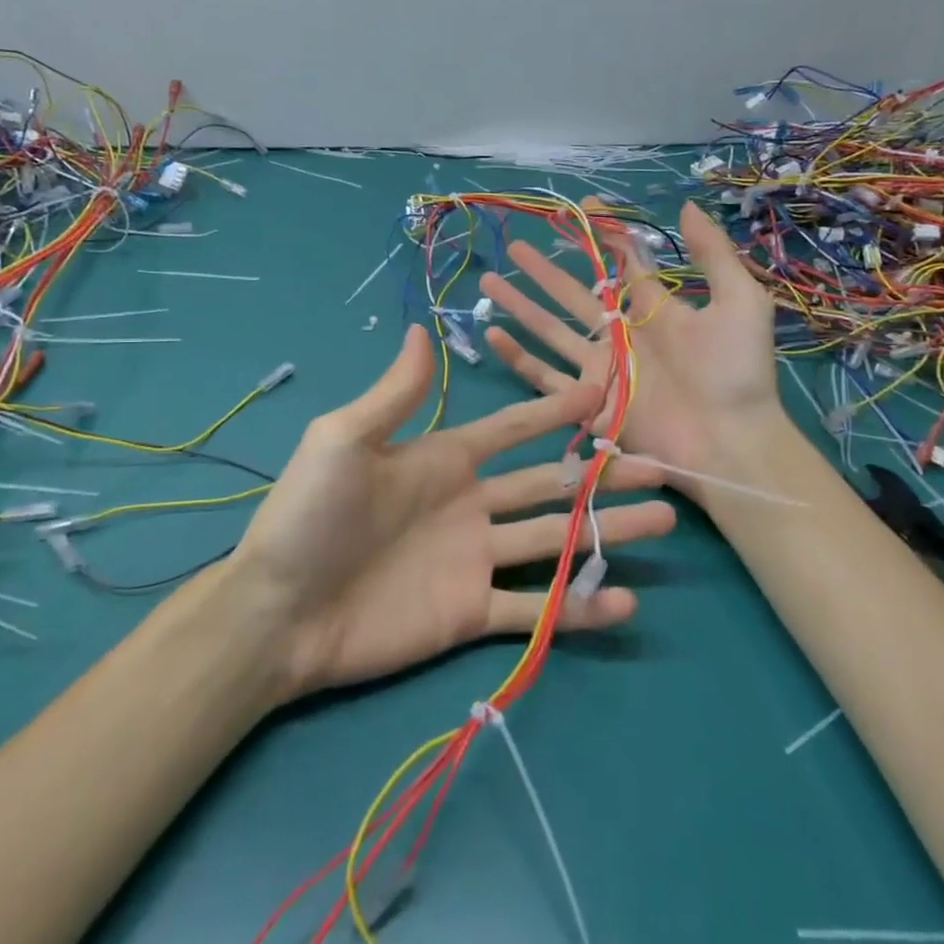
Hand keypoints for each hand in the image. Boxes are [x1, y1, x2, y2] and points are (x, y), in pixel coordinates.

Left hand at [230, 325, 675, 697]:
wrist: (278, 613)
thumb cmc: (310, 517)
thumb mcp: (345, 441)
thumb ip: (395, 394)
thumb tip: (422, 329)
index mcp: (443, 460)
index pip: (513, 429)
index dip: (555, 410)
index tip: (603, 391)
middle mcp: (469, 505)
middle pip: (549, 484)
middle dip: (602, 475)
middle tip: (658, 467)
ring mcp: (474, 561)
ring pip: (554, 540)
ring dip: (607, 531)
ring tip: (664, 519)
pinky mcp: (470, 614)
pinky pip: (535, 610)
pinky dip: (578, 607)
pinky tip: (624, 600)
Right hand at [479, 201, 784, 502]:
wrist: (731, 442)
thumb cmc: (736, 372)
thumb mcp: (739, 301)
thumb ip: (712, 254)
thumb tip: (685, 206)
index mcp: (654, 309)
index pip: (621, 263)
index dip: (603, 234)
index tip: (581, 207)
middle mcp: (621, 335)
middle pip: (573, 293)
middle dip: (543, 269)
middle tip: (515, 246)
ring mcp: (600, 369)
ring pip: (550, 329)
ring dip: (520, 305)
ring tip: (490, 280)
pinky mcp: (586, 401)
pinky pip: (543, 377)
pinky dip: (517, 357)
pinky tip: (492, 334)